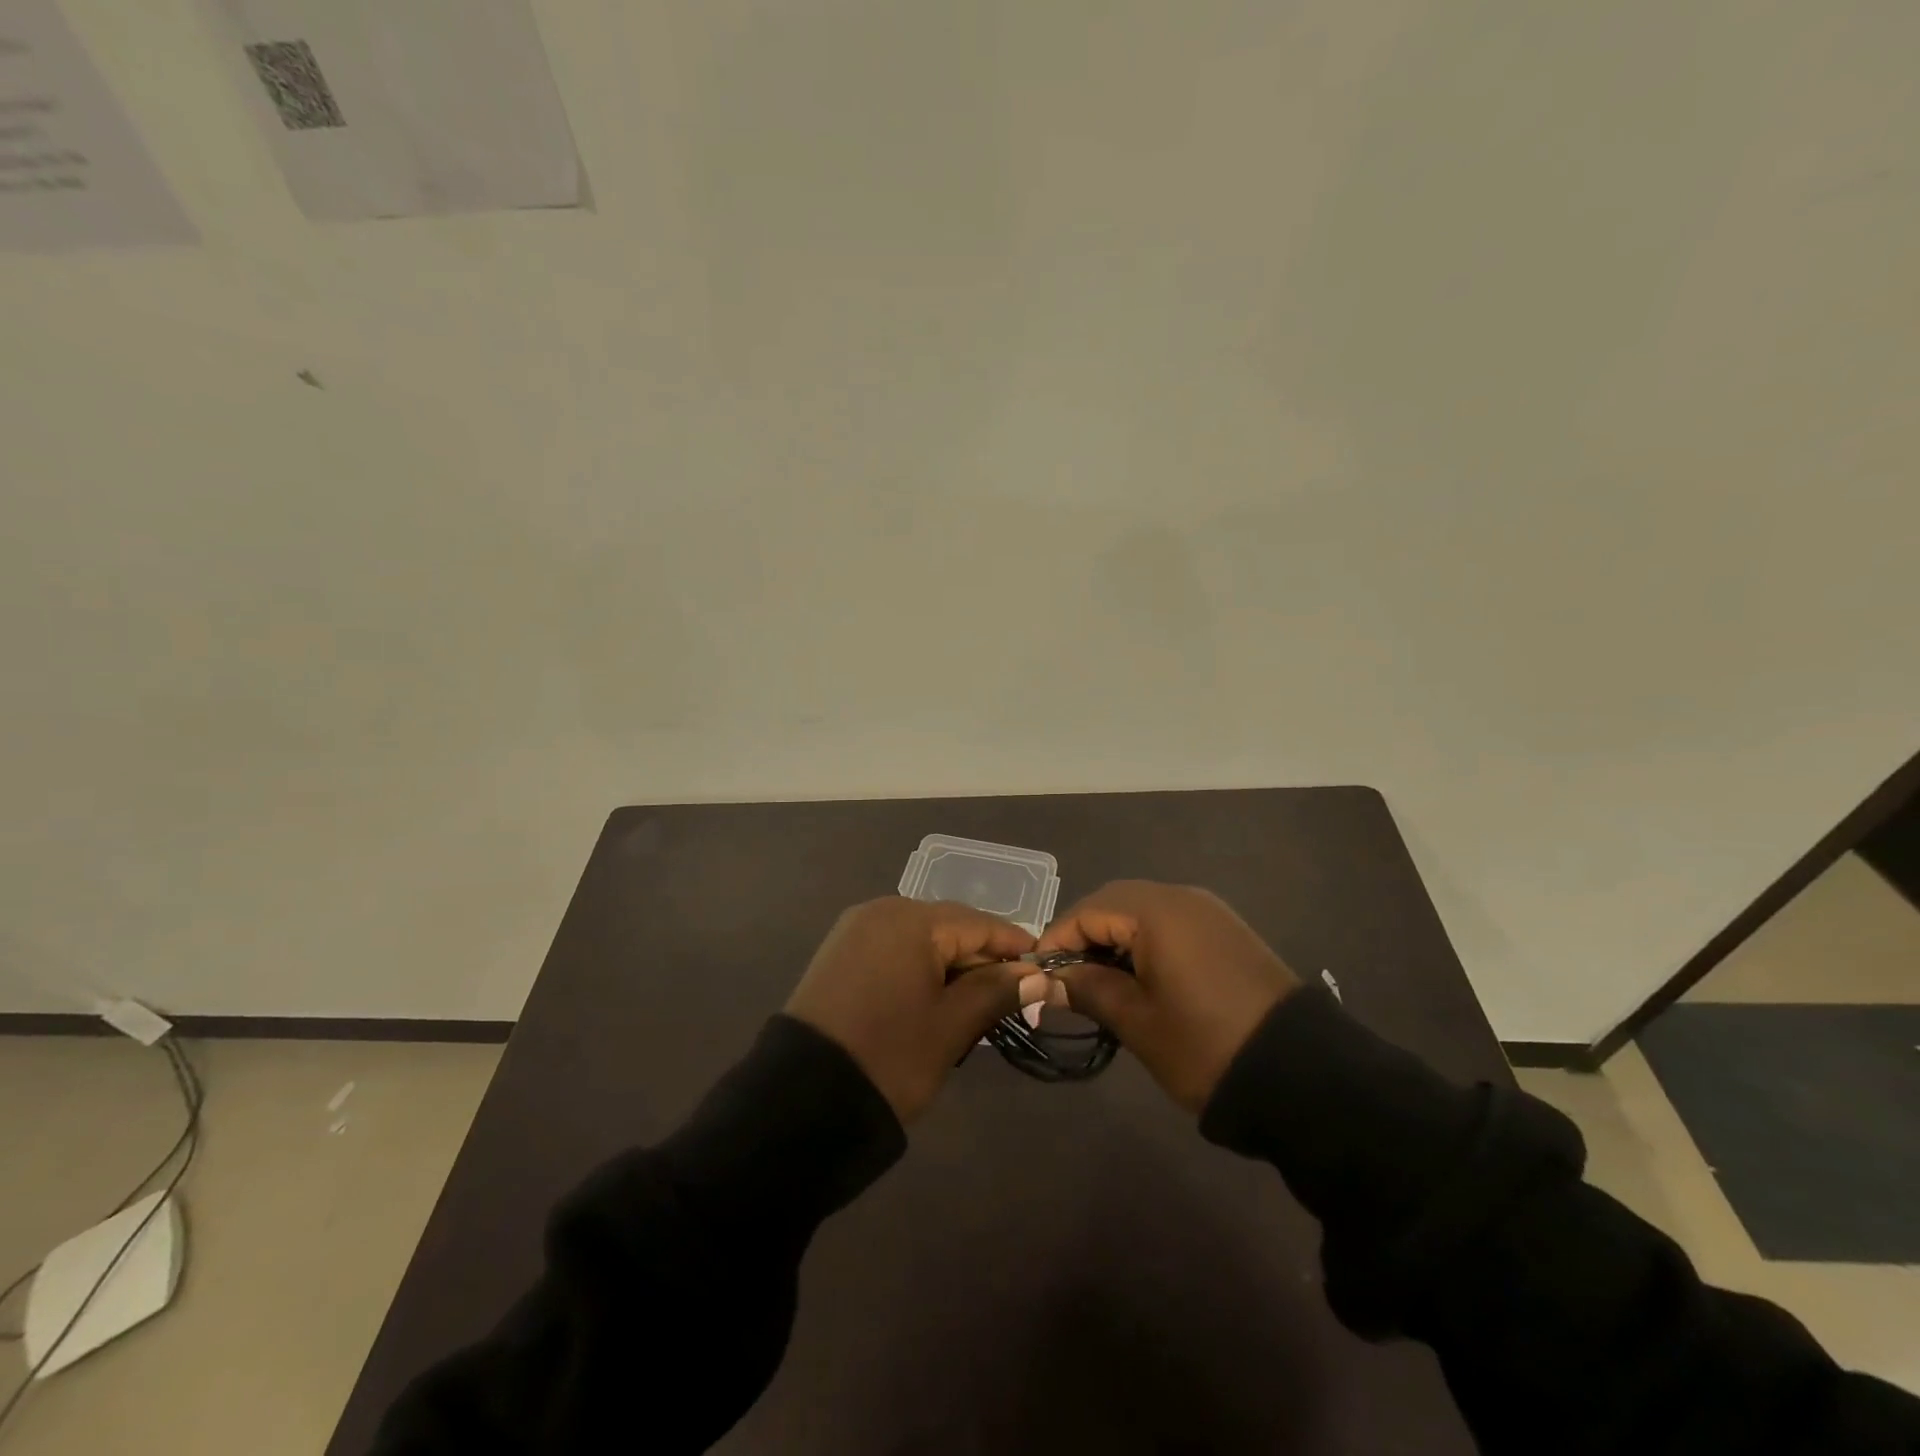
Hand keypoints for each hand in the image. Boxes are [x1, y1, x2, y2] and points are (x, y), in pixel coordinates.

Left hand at [786, 897, 1051, 1123]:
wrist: (801, 1100)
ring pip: (921, 940)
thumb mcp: (951, 1026)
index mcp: (911, 920)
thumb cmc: (889, 1056)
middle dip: (981, 960)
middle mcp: (881, 911)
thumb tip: (1036, 973)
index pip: (978, 923)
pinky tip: (934, 999)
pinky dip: (919, 969)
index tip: (1044, 969)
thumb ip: (995, 991)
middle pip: (949, 927)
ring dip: (951, 967)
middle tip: (1013, 998)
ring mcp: (855, 931)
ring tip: (976, 1005)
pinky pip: (894, 950)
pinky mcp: (839, 954)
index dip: (1014, 947)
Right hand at [1034, 881, 1299, 1111]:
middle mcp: (1182, 897)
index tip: (1038, 976)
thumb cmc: (1206, 1045)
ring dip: (1115, 939)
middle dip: (1084, 936)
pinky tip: (1140, 978)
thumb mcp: (1138, 1022)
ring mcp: (1209, 912)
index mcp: (1157, 911)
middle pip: (1115, 902)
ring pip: (1143, 911)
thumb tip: (1049, 980)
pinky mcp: (1226, 932)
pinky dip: (1145, 942)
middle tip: (1066, 979)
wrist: (1302, 1075)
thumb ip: (1088, 990)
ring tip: (1099, 983)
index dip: (1057, 940)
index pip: (1088, 910)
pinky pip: (1171, 923)